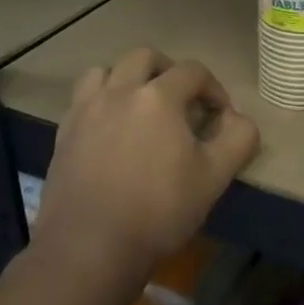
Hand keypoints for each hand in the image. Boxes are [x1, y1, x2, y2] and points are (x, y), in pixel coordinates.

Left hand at [35, 48, 259, 274]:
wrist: (90, 247)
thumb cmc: (159, 210)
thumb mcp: (215, 177)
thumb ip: (238, 138)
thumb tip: (237, 119)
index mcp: (158, 97)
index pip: (193, 71)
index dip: (214, 88)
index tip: (221, 115)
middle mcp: (119, 91)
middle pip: (145, 57)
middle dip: (169, 70)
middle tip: (182, 99)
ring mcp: (86, 110)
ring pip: (106, 71)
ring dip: (128, 78)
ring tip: (140, 106)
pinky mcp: (65, 132)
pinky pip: (83, 98)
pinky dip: (101, 100)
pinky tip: (111, 128)